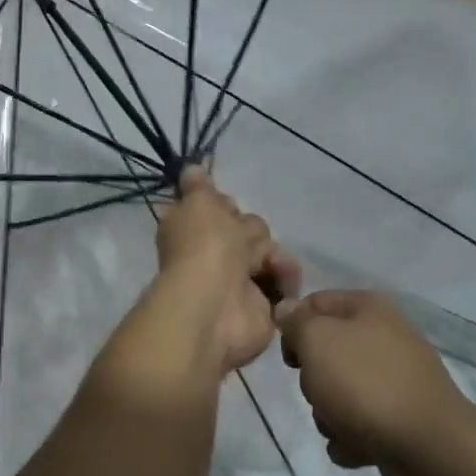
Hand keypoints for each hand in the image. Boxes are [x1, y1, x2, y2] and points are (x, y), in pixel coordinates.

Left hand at [155, 167, 300, 373]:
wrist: (217, 307)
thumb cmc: (203, 247)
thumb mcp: (197, 203)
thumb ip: (198, 185)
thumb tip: (191, 168)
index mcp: (190, 229)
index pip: (213, 208)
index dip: (221, 205)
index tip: (223, 204)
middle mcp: (212, 253)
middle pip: (247, 227)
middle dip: (250, 231)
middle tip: (242, 243)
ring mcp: (237, 280)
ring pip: (268, 250)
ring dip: (271, 255)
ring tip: (266, 268)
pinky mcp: (263, 303)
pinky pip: (284, 279)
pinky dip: (285, 279)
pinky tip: (281, 284)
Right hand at [276, 290, 465, 475]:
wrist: (430, 448)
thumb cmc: (365, 384)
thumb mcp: (317, 341)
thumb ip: (296, 322)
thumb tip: (286, 309)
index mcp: (368, 308)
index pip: (313, 302)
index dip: (292, 327)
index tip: (290, 359)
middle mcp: (385, 336)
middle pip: (325, 351)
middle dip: (313, 379)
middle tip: (318, 391)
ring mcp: (396, 379)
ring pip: (338, 390)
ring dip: (328, 414)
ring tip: (340, 426)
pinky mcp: (402, 417)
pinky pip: (359, 422)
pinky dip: (352, 437)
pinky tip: (358, 447)